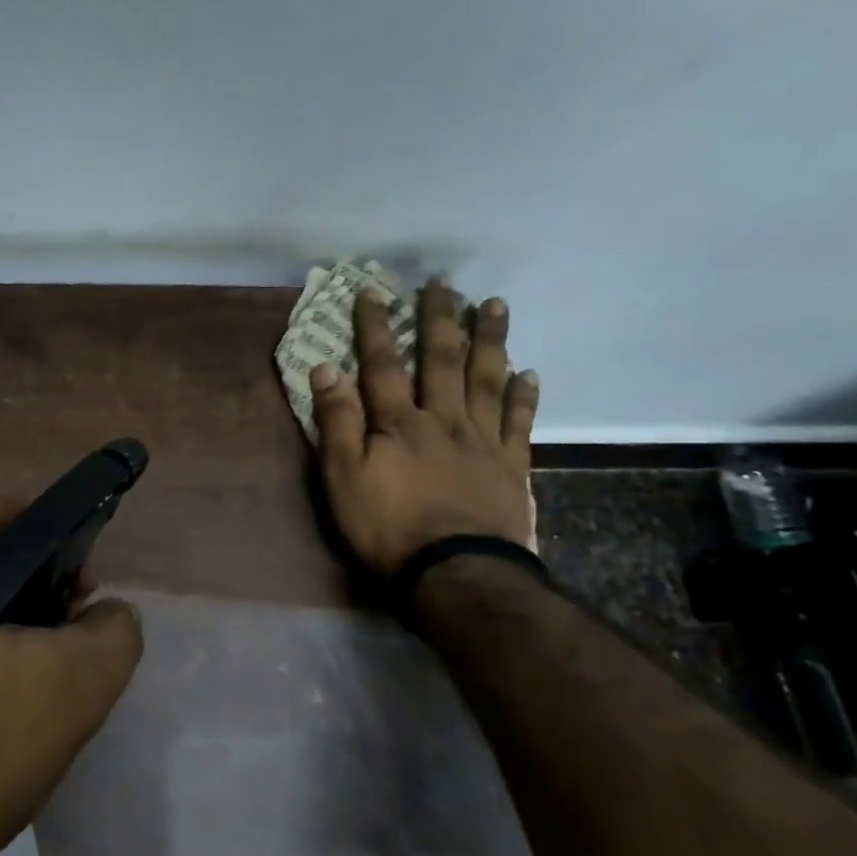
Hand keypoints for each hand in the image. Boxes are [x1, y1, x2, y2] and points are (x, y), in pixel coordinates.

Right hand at [311, 279, 539, 576]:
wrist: (455, 572)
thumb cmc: (387, 526)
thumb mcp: (342, 477)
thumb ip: (337, 422)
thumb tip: (326, 369)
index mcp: (399, 423)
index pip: (382, 365)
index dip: (374, 328)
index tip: (372, 292)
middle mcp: (443, 419)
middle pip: (441, 360)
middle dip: (439, 319)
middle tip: (443, 283)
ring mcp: (482, 440)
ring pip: (486, 379)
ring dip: (489, 340)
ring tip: (493, 304)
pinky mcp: (510, 464)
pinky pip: (519, 421)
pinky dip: (524, 395)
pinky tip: (530, 372)